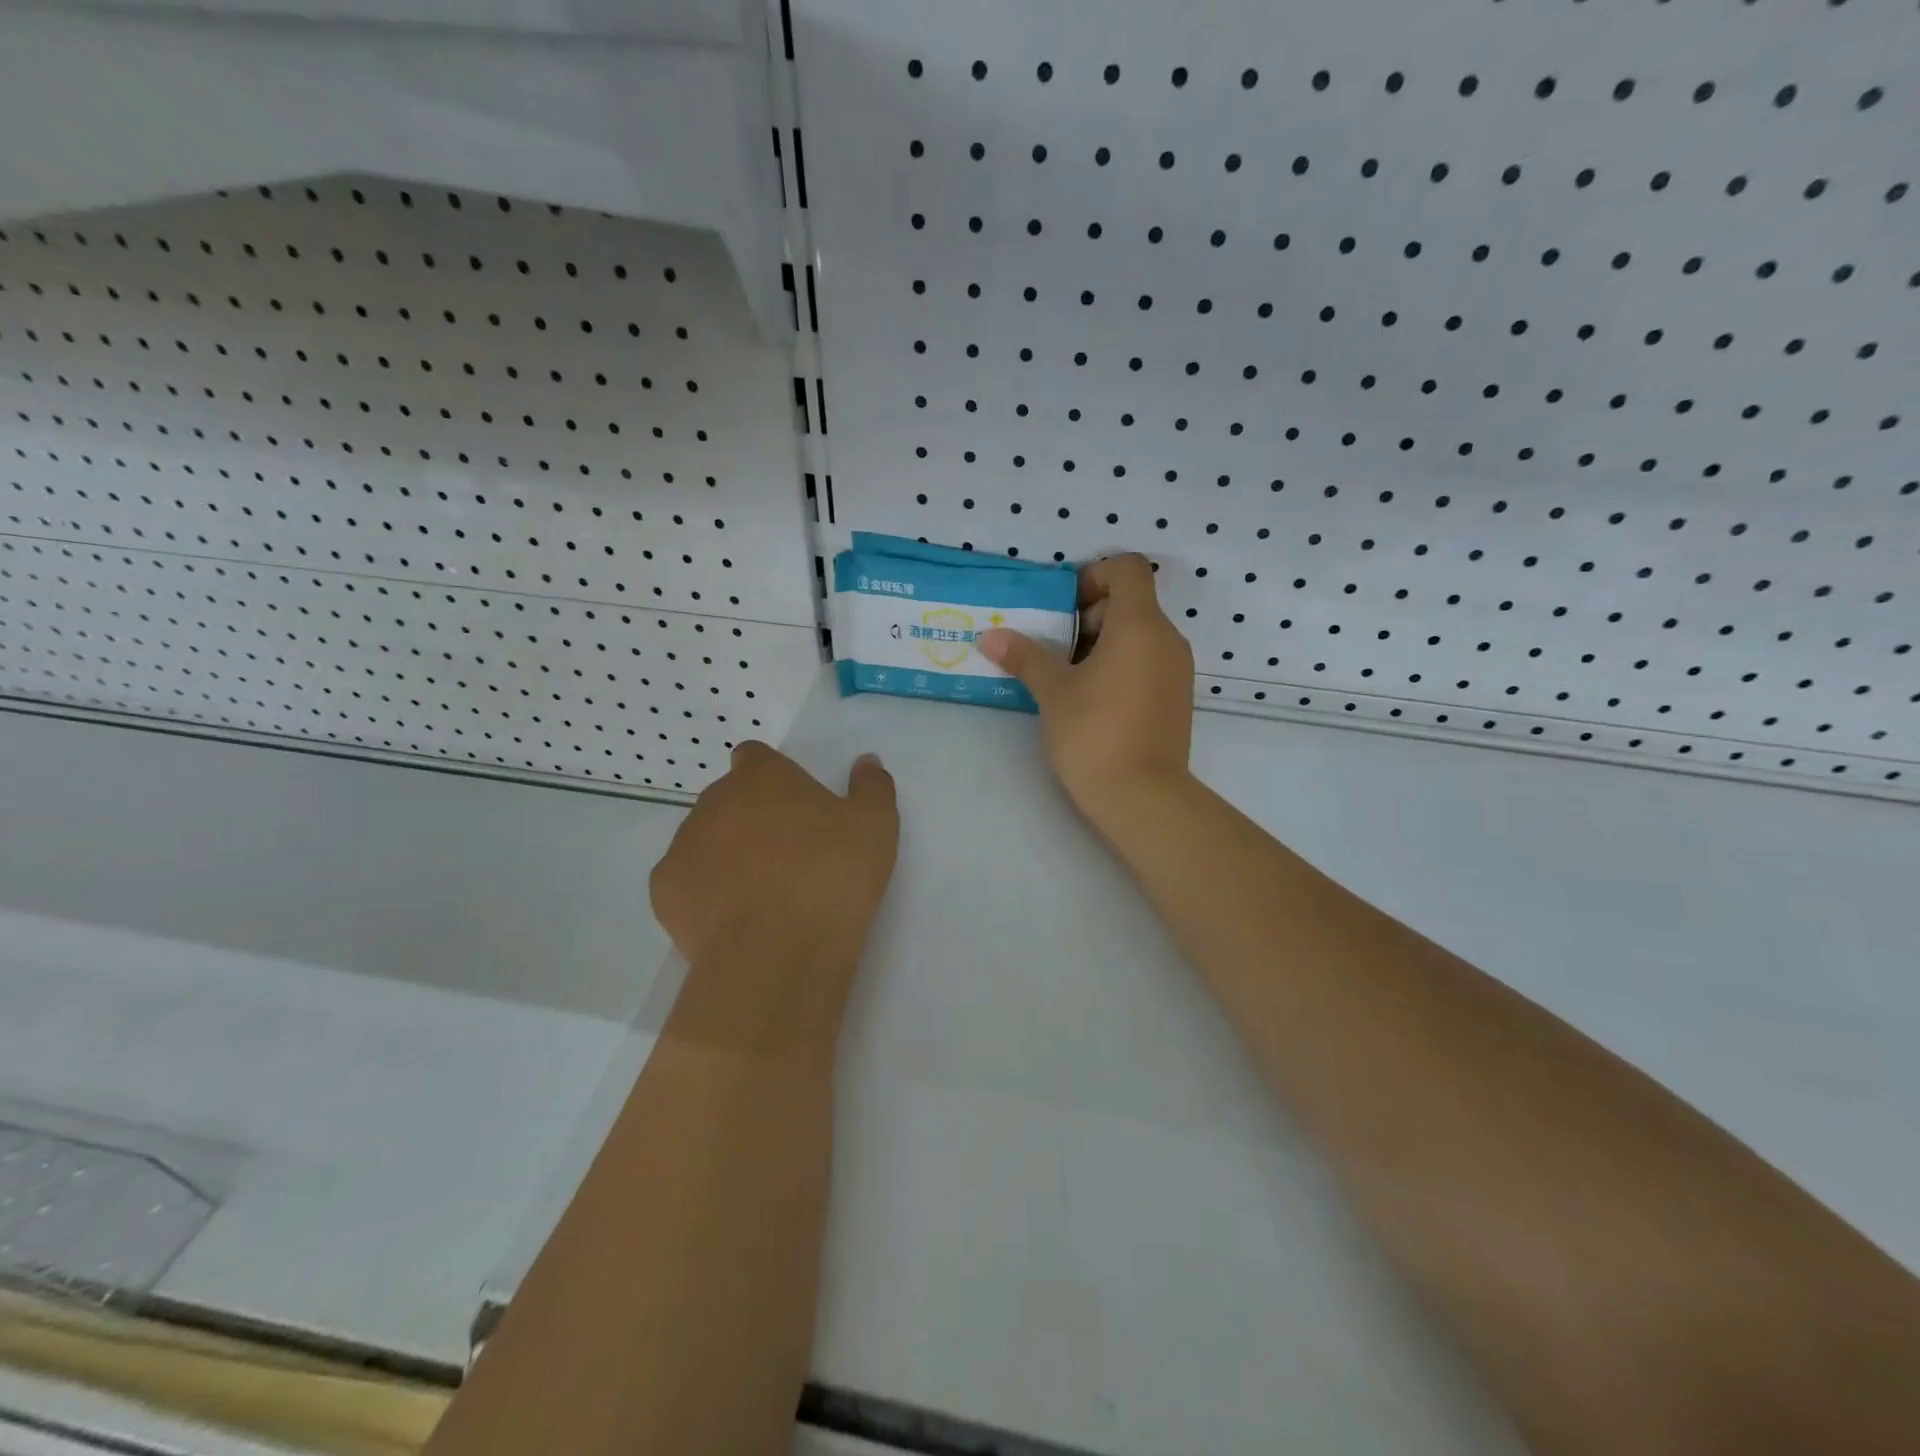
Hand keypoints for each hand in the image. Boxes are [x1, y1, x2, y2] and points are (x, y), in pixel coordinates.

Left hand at [650, 742, 898, 966]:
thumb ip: (871, 786)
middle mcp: (714, 801)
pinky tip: (735, 919)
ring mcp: (683, 846)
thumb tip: (867, 762)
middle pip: (728, 800)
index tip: (796, 807)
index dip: (773, 777)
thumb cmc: (832, 874)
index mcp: (761, 776)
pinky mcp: (665, 892)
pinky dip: (705, 894)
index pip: (755, 757)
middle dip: (751, 819)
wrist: (779, 951)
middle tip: (789, 855)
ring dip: (726, 855)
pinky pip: (686, 883)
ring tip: (763, 894)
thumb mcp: (875, 826)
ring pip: (704, 841)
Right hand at [978, 553, 1194, 831]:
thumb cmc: (1094, 734)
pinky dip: (1121, 666)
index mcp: (1140, 625)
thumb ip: (1024, 656)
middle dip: (1090, 615)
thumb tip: (990, 637)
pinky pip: (1149, 662)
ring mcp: (1178, 670)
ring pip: (1140, 635)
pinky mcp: (1177, 698)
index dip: (1094, 575)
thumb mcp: (1053, 691)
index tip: (1064, 609)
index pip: (1129, 568)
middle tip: (1057, 650)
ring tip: (1069, 679)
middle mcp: (1168, 639)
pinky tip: (1093, 701)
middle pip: (1132, 602)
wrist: (1143, 798)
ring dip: (1103, 643)